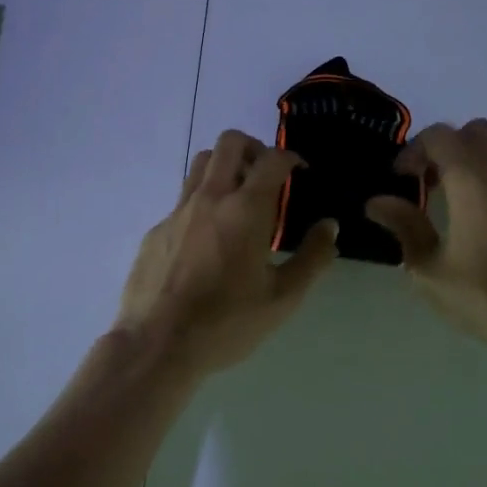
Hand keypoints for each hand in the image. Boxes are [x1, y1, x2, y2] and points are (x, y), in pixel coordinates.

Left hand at [116, 131, 339, 378]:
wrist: (158, 344)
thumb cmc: (227, 322)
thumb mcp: (283, 297)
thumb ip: (312, 257)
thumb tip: (330, 225)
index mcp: (246, 209)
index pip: (272, 159)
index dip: (291, 158)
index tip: (300, 172)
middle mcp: (210, 197)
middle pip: (230, 142)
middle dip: (254, 148)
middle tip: (267, 175)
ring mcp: (178, 211)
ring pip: (201, 163)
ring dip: (224, 166)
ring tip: (238, 196)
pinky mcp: (157, 229)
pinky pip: (182, 199)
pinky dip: (202, 202)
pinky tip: (208, 238)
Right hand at [365, 119, 486, 357]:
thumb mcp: (431, 271)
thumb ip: (404, 227)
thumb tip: (377, 202)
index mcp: (474, 182)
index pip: (440, 136)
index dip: (413, 150)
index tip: (400, 180)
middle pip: (475, 132)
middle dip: (446, 148)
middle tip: (428, 183)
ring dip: (474, 163)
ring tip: (456, 203)